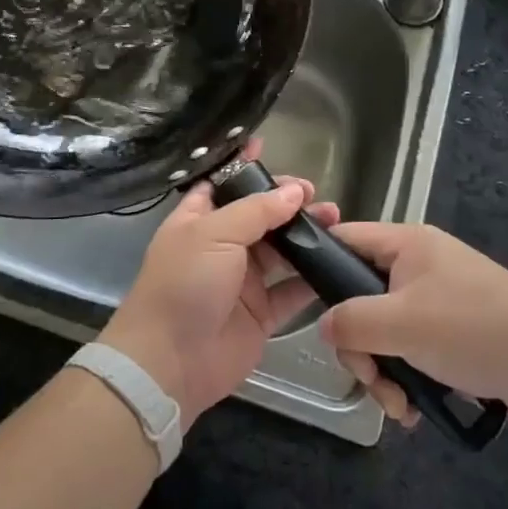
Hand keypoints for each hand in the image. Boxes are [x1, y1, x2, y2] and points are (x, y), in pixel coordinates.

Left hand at [101, 148, 331, 428]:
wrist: (170, 361)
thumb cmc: (183, 284)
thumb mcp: (213, 234)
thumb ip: (256, 211)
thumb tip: (294, 192)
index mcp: (198, 220)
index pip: (222, 184)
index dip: (243, 167)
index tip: (267, 147)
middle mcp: (221, 246)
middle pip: (259, 216)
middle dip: (286, 202)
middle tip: (314, 193)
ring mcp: (242, 281)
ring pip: (280, 250)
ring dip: (306, 235)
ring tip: (335, 220)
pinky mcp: (261, 314)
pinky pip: (292, 291)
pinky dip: (312, 278)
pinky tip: (337, 260)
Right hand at [318, 223, 507, 427]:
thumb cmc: (471, 329)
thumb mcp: (401, 324)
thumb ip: (351, 322)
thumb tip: (324, 327)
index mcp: (406, 245)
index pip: (345, 240)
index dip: (320, 266)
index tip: (307, 306)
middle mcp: (418, 267)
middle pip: (361, 299)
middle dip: (361, 346)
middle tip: (371, 377)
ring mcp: (438, 301)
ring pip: (385, 332)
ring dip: (384, 373)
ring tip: (400, 407)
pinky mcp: (454, 335)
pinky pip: (412, 351)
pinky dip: (408, 379)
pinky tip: (415, 409)